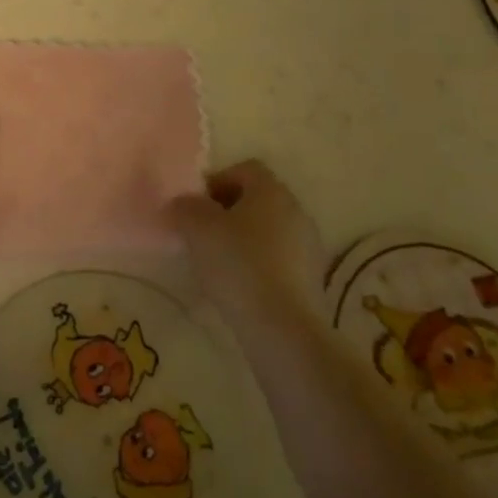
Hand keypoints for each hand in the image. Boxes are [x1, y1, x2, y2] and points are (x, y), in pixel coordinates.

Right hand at [169, 160, 329, 322]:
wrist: (282, 328)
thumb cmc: (238, 264)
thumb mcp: (197, 227)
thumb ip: (186, 207)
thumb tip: (185, 204)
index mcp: (272, 190)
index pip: (244, 169)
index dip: (217, 181)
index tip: (197, 207)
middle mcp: (296, 210)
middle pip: (257, 200)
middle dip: (229, 212)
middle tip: (203, 234)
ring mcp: (309, 246)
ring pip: (269, 231)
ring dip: (245, 240)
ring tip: (219, 264)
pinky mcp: (313, 280)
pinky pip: (280, 259)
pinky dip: (260, 265)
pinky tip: (241, 287)